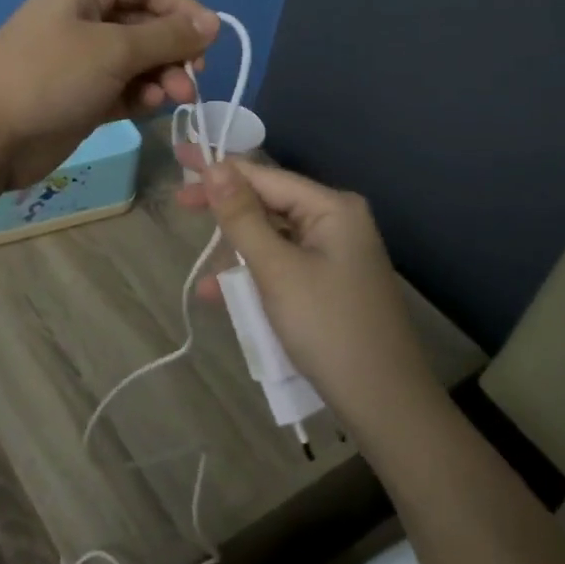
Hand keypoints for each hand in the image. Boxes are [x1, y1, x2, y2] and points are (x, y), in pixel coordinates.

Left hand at [0, 0, 218, 190]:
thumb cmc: (50, 77)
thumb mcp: (114, 49)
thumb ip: (167, 36)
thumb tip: (212, 23)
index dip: (181, 7)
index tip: (208, 38)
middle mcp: (83, 19)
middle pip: (145, 24)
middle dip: (173, 50)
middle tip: (193, 78)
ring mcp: (80, 60)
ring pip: (137, 61)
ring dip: (162, 77)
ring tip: (174, 98)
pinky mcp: (81, 97)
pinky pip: (123, 89)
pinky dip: (140, 96)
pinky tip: (149, 108)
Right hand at [178, 161, 442, 432]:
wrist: (384, 403)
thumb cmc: (328, 327)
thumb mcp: (277, 269)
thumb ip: (242, 217)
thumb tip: (214, 167)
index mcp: (332, 208)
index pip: (266, 176)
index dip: (220, 168)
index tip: (180, 159)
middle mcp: (337, 222)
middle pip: (269, 203)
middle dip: (226, 211)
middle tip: (180, 204)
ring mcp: (336, 254)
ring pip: (273, 238)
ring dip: (237, 252)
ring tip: (204, 271)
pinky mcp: (330, 284)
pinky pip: (284, 265)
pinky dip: (255, 276)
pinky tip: (223, 295)